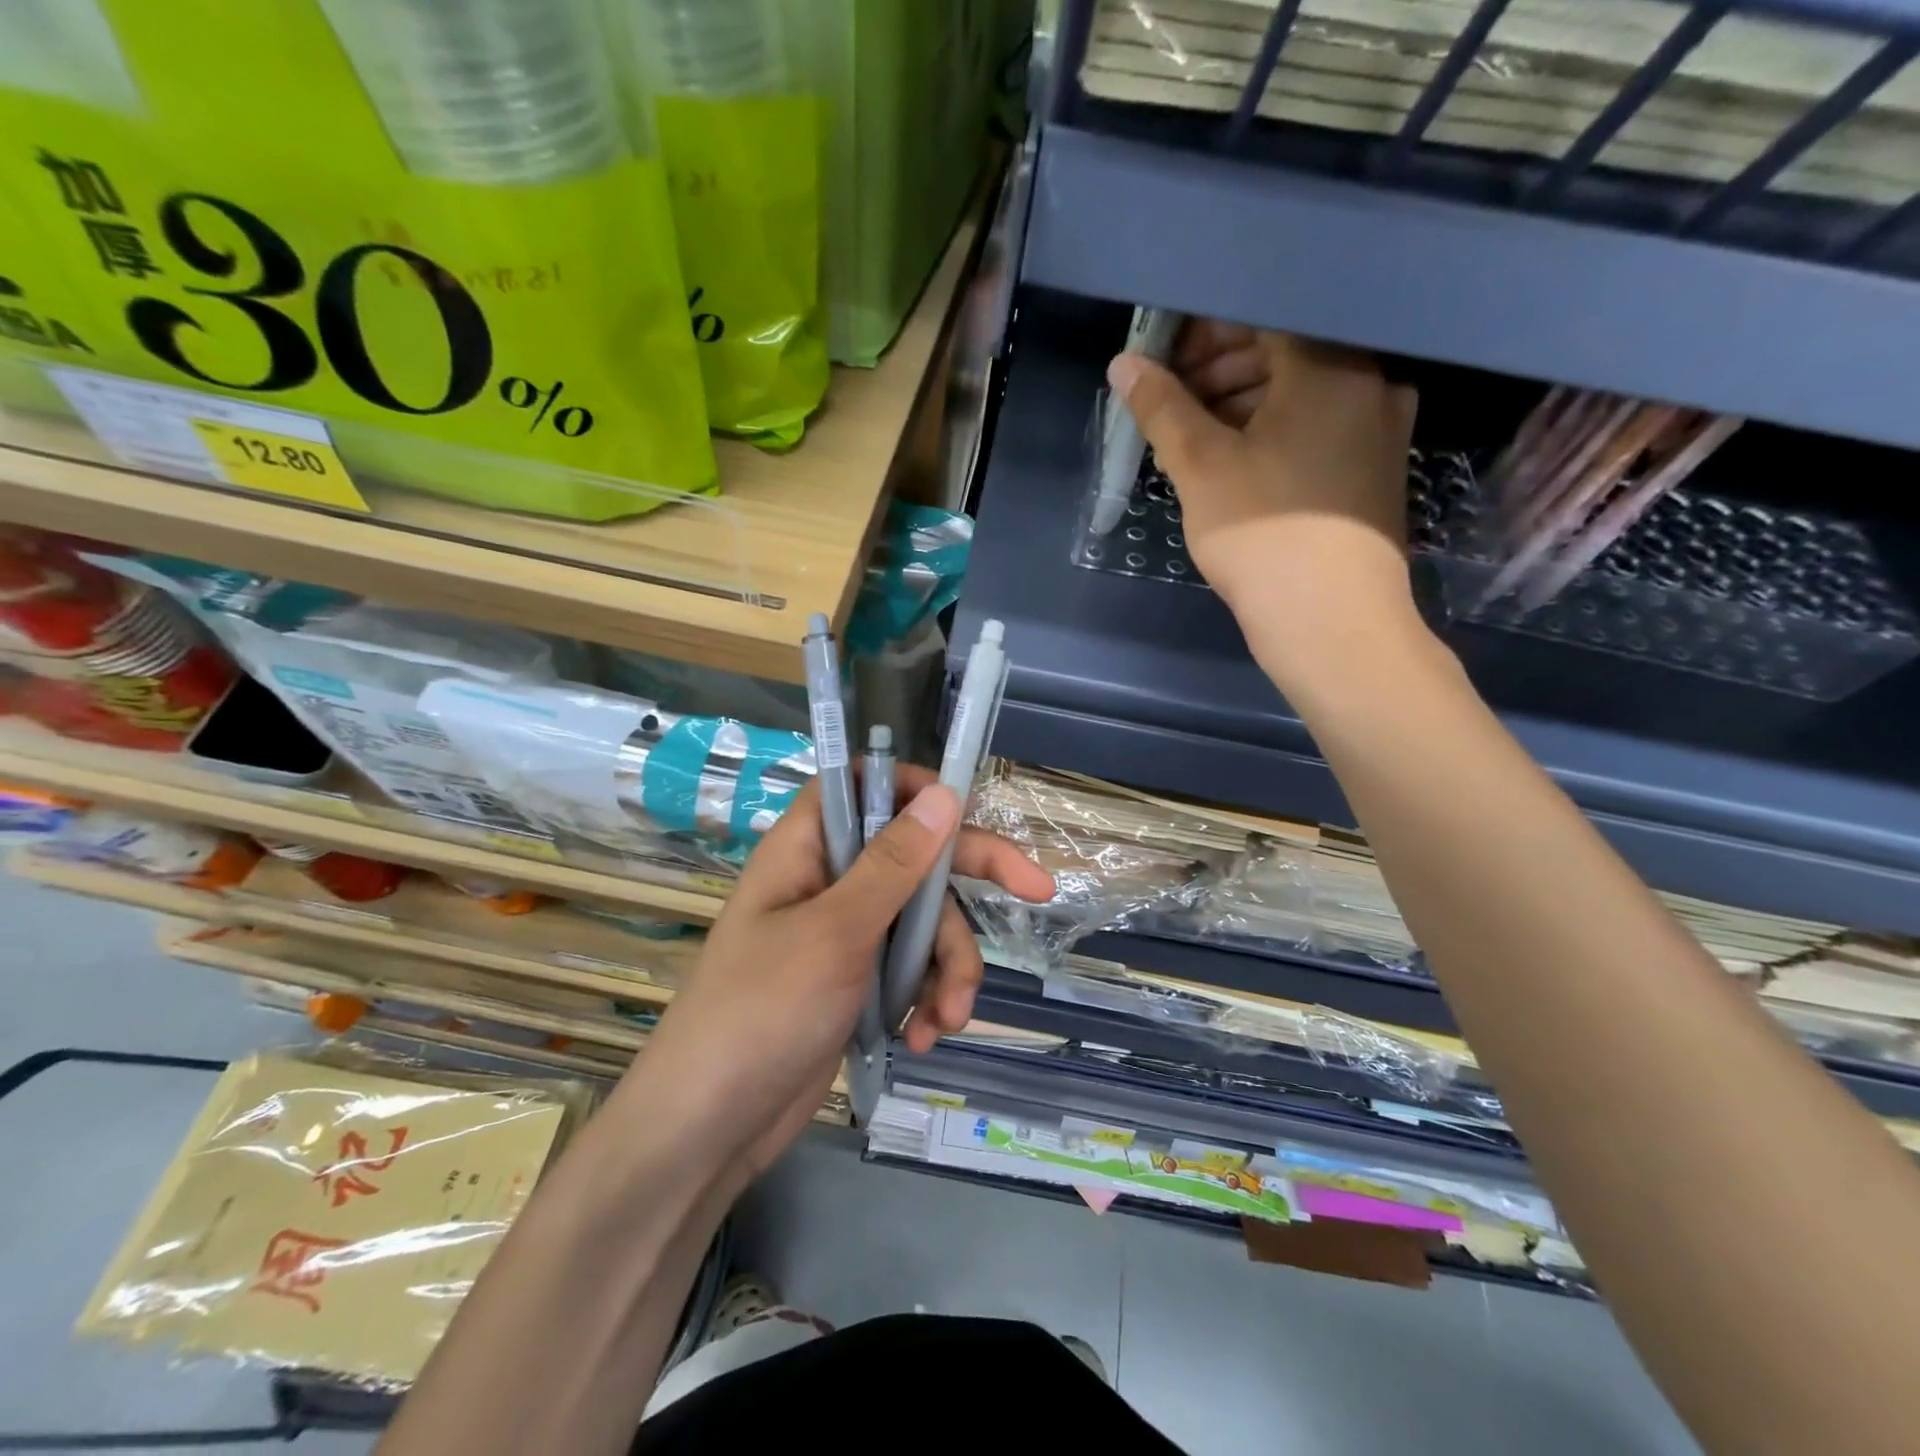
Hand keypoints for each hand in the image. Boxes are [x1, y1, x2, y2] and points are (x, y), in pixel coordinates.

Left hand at [620, 767, 1053, 1185]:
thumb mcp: (836, 933)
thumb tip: (944, 793)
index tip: (964, 808)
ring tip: (947, 1020)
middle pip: (914, 857)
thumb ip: (893, 864)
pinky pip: (911, 970)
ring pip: (923, 923)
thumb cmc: (761, 1013)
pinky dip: (927, 999)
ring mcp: (845, 935)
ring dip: (948, 968)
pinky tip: (925, 1038)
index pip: (864, 786)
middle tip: (1038, 891)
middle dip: (970, 883)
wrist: (709, 1129)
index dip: (914, 788)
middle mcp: (829, 882)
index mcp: (808, 849)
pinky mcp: (857, 983)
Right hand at [1108, 322, 1420, 680]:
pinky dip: (1273, 430)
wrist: (1332, 621)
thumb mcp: (1201, 466)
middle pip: (1285, 350)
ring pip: (1301, 392)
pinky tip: (1234, 462)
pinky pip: (1318, 426)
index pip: (1262, 315)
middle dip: (1220, 368)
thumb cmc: (1264, 533)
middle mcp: (1369, 382)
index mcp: (1331, 365)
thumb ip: (1162, 407)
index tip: (1162, 360)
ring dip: (1242, 402)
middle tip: (1171, 400)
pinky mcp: (1374, 468)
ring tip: (1193, 437)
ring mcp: (1379, 427)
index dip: (1203, 331)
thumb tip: (1125, 364)